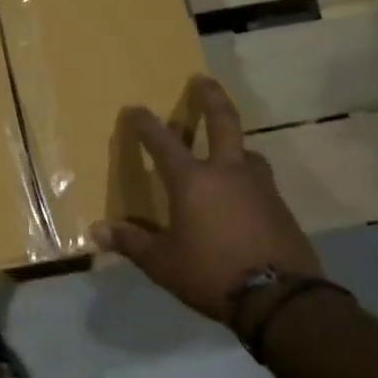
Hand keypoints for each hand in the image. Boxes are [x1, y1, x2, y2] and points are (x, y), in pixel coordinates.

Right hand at [94, 75, 321, 323]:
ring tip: (227, 148)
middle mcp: (227, 172)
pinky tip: (243, 193)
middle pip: (223, 123)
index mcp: (193, 181)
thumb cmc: (211, 272)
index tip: (134, 108)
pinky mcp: (280, 207)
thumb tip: (97, 231)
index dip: (145, 123)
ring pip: (247, 151)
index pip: (162, 142)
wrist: (280, 297)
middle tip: (203, 80)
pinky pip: (259, 180)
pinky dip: (247, 176)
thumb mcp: (163, 262)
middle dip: (211, 98)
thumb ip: (132, 242)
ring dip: (234, 143)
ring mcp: (260, 186)